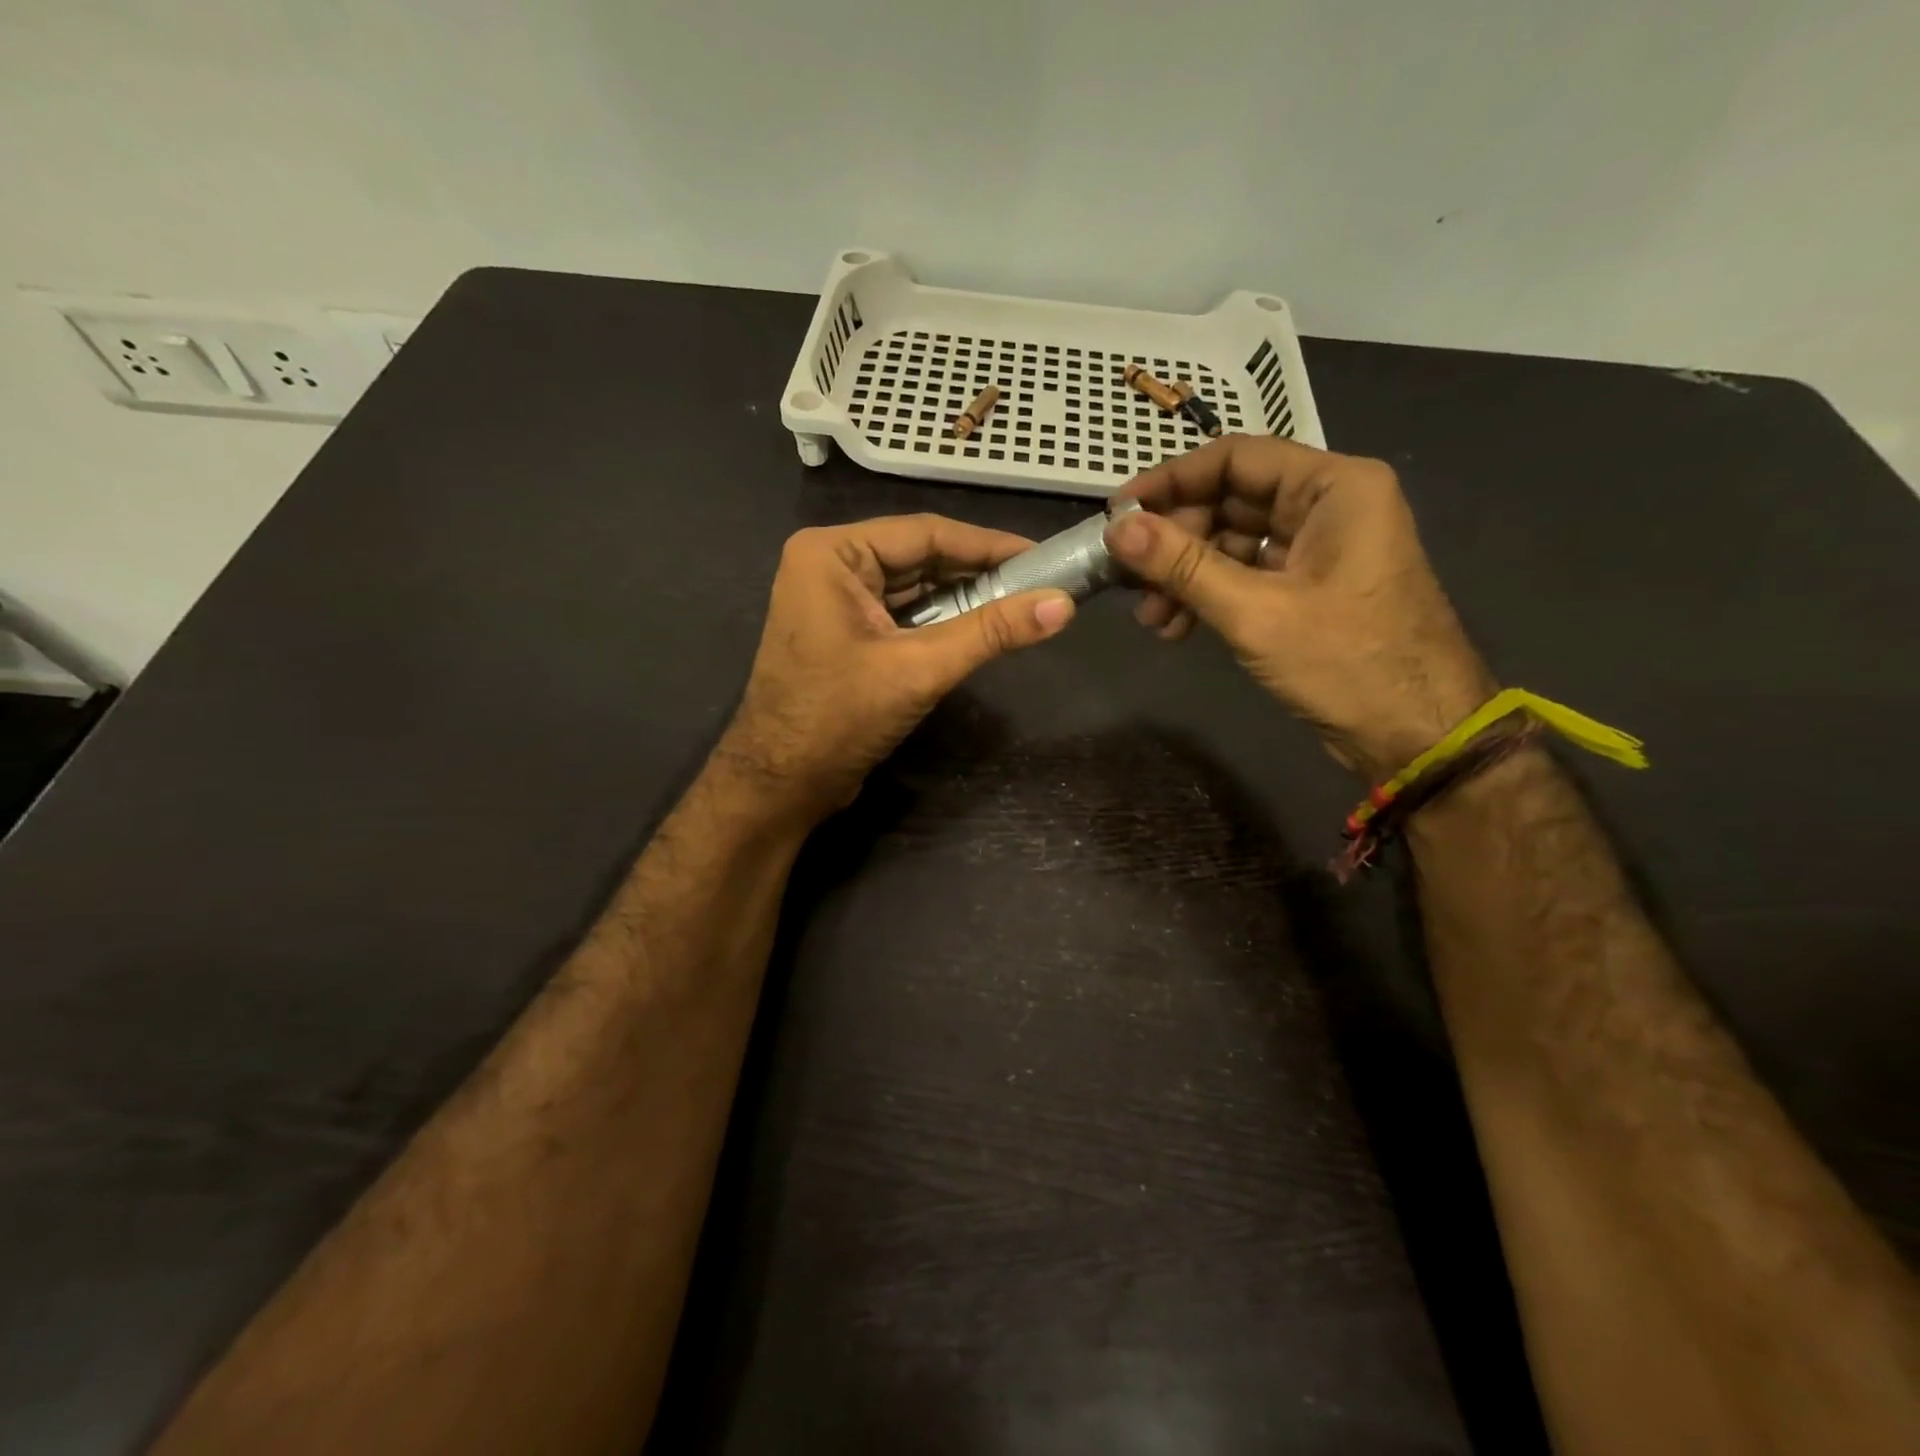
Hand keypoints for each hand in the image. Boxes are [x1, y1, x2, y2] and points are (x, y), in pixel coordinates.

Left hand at [716, 515, 1074, 826]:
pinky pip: (901, 615)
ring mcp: (834, 601)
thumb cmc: (839, 718)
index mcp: (832, 554)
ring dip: (963, 599)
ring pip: (913, 588)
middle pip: (920, 558)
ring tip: (1021, 604)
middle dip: (978, 574)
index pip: (925, 534)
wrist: (781, 785)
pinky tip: (980, 628)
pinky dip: (940, 622)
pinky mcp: (844, 633)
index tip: (1043, 556)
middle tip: (1040, 584)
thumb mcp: (919, 668)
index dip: (989, 545)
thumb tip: (1063, 605)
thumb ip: (991, 632)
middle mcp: (830, 566)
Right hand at [1106, 436, 1494, 777]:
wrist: (1416, 734)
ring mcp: (1318, 548)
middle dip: (1174, 541)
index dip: (1170, 481)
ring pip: (1231, 542)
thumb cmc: (1346, 662)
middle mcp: (1327, 505)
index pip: (1235, 457)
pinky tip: (1176, 628)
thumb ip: (1183, 565)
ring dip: (1184, 575)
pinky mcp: (1308, 587)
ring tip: (1150, 618)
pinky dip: (1208, 596)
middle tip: (1128, 577)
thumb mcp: (1255, 611)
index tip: (1117, 514)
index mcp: (1334, 486)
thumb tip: (1117, 530)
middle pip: (1229, 500)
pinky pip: (1245, 575)